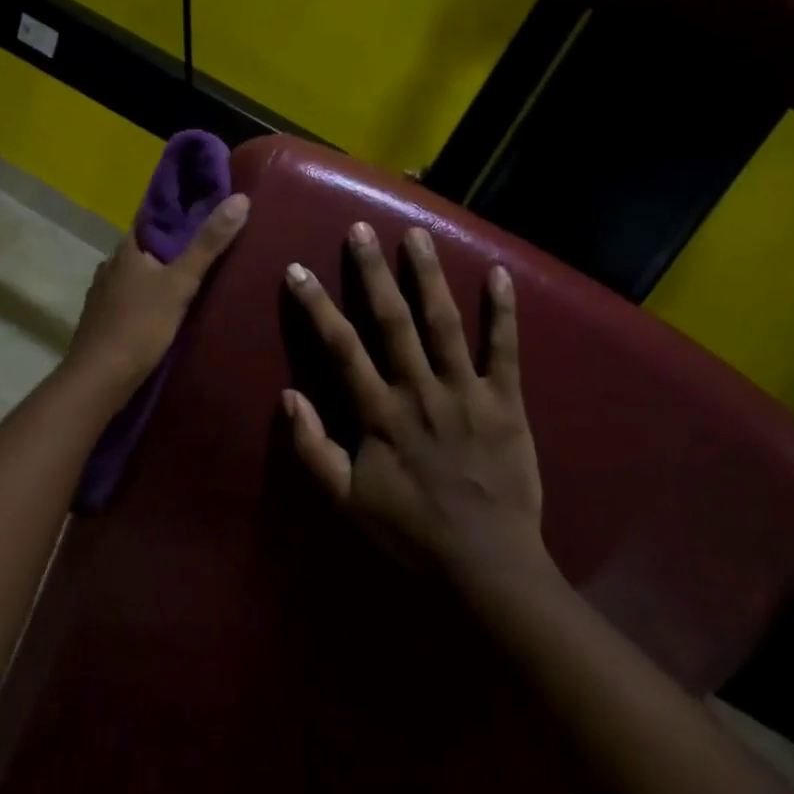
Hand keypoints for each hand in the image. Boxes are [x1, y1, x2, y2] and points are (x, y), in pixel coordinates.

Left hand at [65, 193, 250, 404]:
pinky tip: (165, 311)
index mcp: (125, 250)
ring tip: (192, 281)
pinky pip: (131, 300)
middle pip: (146, 249)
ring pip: (137, 276)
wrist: (100, 379)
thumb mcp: (181, 283)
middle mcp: (109, 266)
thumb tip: (240, 198)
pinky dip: (148, 300)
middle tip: (208, 249)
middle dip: (171, 249)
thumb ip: (208, 244)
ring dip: (159, 276)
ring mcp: (102, 295)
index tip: (205, 211)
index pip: (152, 220)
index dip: (177, 215)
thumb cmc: (140, 325)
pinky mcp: (103, 322)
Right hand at [281, 221, 549, 585]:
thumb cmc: (411, 531)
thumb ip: (312, 448)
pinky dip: (503, 312)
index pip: (340, 348)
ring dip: (428, 276)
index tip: (298, 269)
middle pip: (392, 321)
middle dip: (373, 272)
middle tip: (360, 229)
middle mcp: (419, 391)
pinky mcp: (506, 402)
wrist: (487, 564)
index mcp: (380, 413)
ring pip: (444, 323)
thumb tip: (287, 395)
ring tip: (416, 234)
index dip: (317, 306)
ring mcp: (466, 392)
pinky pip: (505, 350)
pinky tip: (499, 273)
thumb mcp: (346, 501)